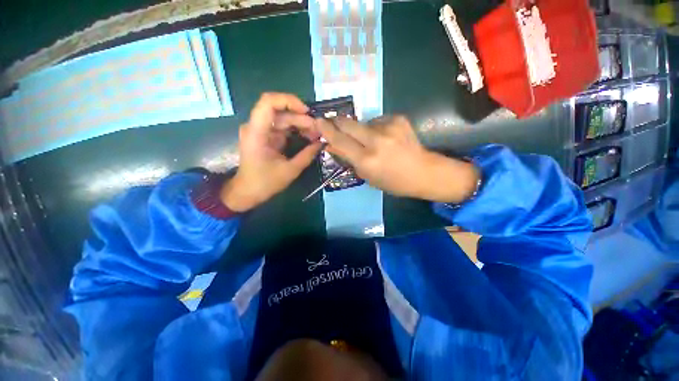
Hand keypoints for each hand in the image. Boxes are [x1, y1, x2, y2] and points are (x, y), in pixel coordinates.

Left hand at [221, 93, 322, 211]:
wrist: (247, 191)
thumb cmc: (265, 183)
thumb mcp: (290, 171)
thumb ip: (307, 155)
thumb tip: (322, 143)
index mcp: (257, 132)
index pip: (268, 102)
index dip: (289, 101)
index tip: (307, 112)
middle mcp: (256, 126)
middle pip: (281, 112)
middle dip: (302, 119)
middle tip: (319, 131)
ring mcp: (261, 131)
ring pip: (283, 119)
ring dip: (301, 125)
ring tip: (316, 135)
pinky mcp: (266, 136)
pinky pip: (283, 128)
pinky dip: (296, 131)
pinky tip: (308, 137)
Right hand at [316, 115, 479, 202]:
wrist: (424, 172)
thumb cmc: (393, 182)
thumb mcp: (367, 176)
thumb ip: (348, 159)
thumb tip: (332, 145)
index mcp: (367, 160)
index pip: (339, 140)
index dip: (326, 130)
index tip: (317, 121)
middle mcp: (376, 141)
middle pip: (347, 122)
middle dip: (338, 123)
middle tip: (336, 126)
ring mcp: (389, 127)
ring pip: (363, 122)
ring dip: (360, 130)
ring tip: (372, 141)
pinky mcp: (398, 119)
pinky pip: (377, 121)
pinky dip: (375, 128)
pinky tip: (385, 138)